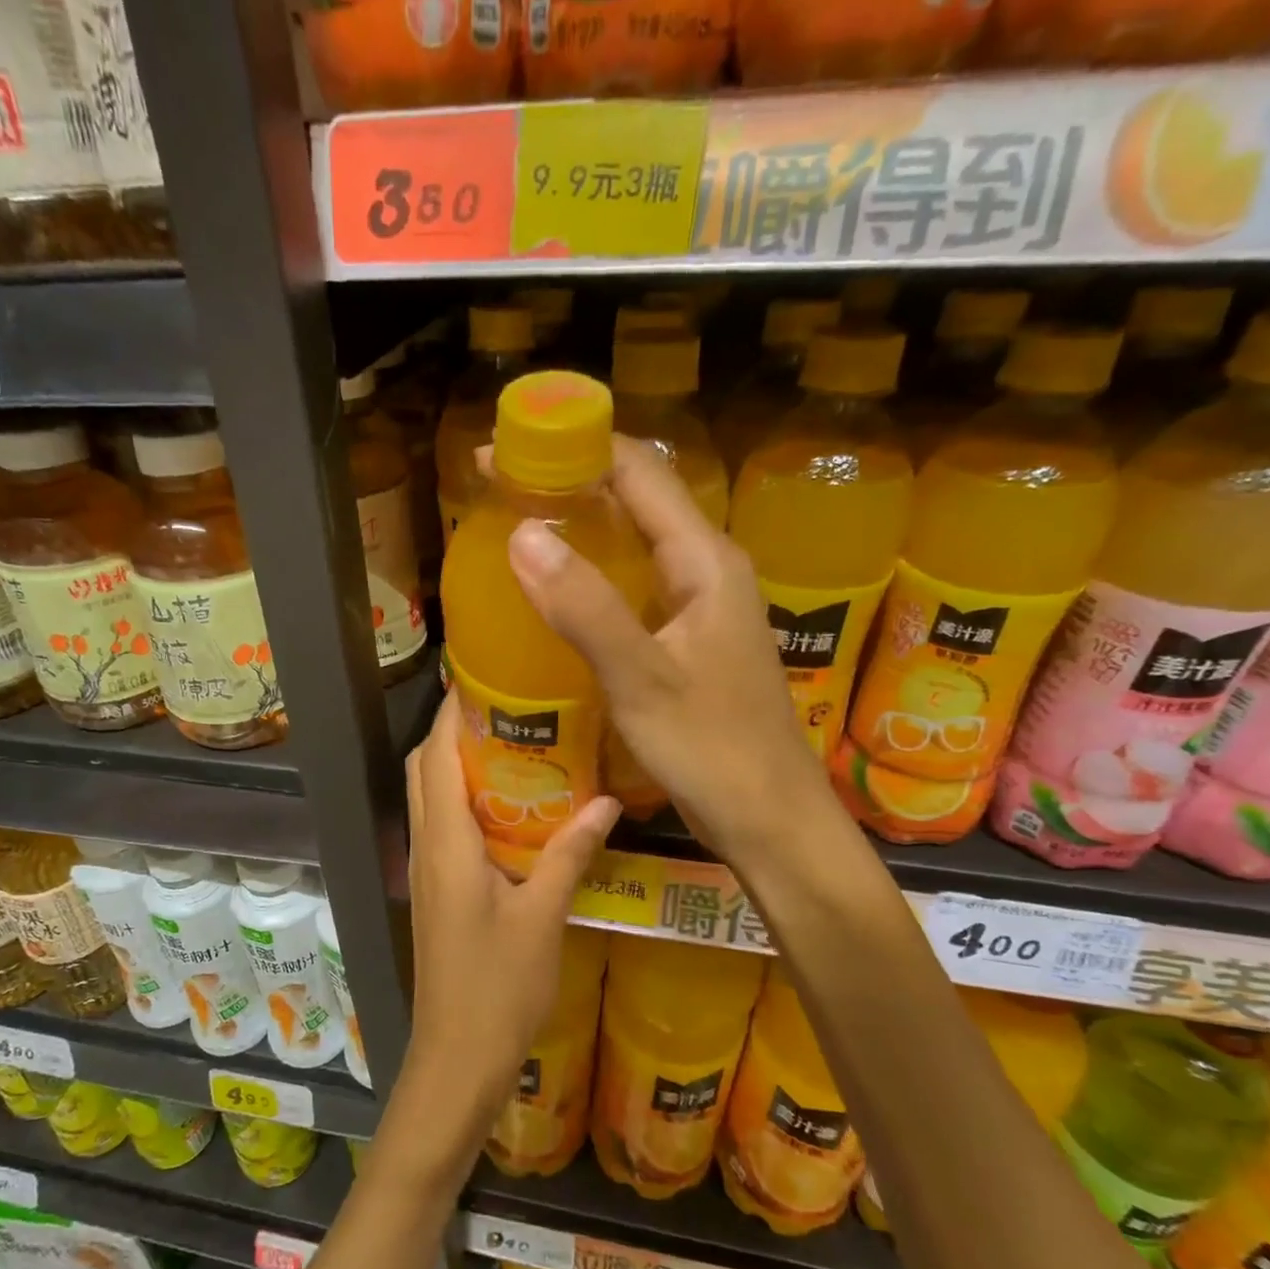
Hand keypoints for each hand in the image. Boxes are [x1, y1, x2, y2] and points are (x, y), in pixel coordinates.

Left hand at [395, 690, 619, 1160]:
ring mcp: (426, 869)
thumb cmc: (498, 987)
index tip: (488, 680)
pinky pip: (442, 826)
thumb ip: (571, 854)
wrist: (457, 1057)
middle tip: (511, 710)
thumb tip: (607, 802)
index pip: (436, 756)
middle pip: (425, 768)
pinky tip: (511, 808)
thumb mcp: (543, 916)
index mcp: (446, 842)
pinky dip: (464, 800)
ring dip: (458, 764)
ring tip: (515, 746)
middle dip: (455, 731)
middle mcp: (426, 845)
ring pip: (430, 796)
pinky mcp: (435, 890)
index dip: (453, 712)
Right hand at [504, 435, 828, 862]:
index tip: (501, 450)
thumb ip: (585, 607)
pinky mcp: (688, 641)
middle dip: (569, 483)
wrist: (770, 821)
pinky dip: (592, 576)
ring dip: (580, 528)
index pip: (638, 472)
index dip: (572, 448)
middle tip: (498, 489)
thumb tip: (522, 533)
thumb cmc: (713, 750)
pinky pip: (634, 587)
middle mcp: (707, 571)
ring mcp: (700, 607)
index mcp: (705, 561)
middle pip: (636, 500)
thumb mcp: (642, 679)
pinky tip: (557, 595)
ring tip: (516, 529)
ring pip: (634, 544)